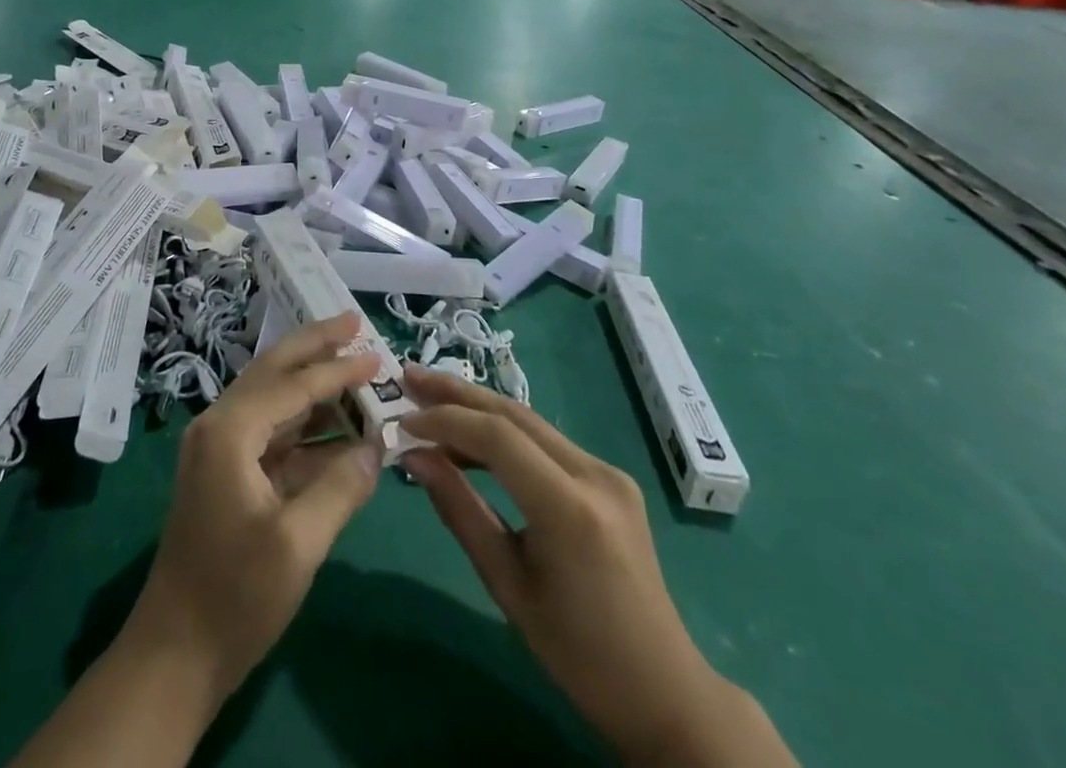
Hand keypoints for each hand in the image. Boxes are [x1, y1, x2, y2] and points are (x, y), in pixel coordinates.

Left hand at [125, 314, 383, 702]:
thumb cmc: (235, 597)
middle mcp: (220, 425)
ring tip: (353, 365)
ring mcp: (220, 449)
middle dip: (314, 345)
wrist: (174, 654)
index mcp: (230, 431)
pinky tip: (338, 426)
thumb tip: (379, 446)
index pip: (293, 384)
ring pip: (272, 398)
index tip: (376, 355)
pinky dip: (305, 424)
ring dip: (312, 383)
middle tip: (353, 322)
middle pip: (274, 370)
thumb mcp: (299, 543)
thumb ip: (342, 486)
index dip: (338, 369)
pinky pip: (271, 432)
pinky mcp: (227, 474)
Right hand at [401, 368, 793, 765]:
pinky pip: (545, 441)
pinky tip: (471, 437)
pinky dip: (503, 433)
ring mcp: (606, 471)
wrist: (663, 688)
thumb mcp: (507, 585)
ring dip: (477, 408)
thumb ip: (460, 510)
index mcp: (570, 508)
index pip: (497, 437)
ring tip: (428, 398)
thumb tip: (414, 457)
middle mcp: (594, 474)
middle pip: (514, 414)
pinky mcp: (608, 476)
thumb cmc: (578, 653)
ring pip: (529, 421)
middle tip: (408, 377)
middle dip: (456, 393)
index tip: (402, 421)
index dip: (445, 421)